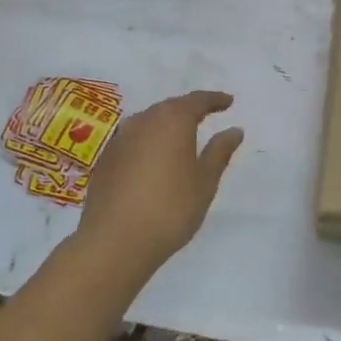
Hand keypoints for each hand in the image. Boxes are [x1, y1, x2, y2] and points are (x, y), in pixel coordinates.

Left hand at [77, 90, 243, 272]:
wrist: (114, 241)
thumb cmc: (170, 209)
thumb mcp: (204, 182)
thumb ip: (219, 152)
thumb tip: (234, 130)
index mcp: (172, 120)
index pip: (197, 100)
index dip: (214, 100)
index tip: (228, 102)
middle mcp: (143, 121)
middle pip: (170, 107)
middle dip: (188, 109)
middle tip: (205, 116)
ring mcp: (120, 139)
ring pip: (148, 122)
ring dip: (166, 125)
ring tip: (180, 137)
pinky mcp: (105, 159)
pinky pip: (132, 140)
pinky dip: (147, 143)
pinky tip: (153, 160)